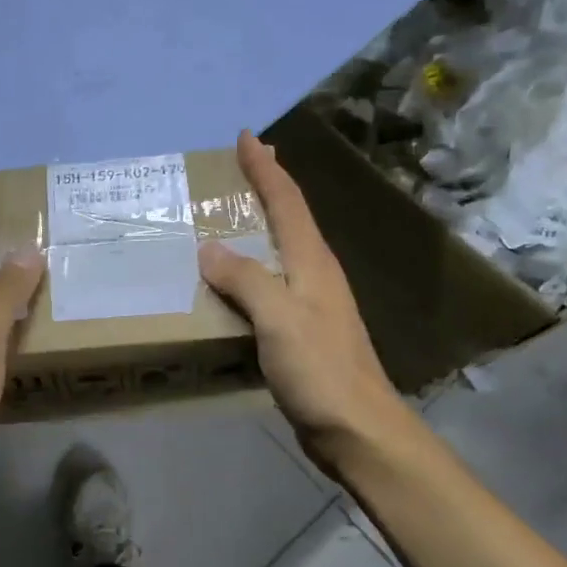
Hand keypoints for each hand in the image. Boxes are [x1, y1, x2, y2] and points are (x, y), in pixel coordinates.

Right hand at [199, 130, 407, 472]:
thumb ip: (244, 279)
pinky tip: (231, 282)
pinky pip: (270, 285)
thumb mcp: (278, 318)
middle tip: (240, 168)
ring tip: (227, 219)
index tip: (246, 137)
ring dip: (258, 228)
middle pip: (290, 219)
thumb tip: (209, 248)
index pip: (287, 201)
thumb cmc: (320, 369)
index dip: (266, 168)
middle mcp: (315, 274)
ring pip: (280, 251)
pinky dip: (249, 270)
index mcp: (312, 262)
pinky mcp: (302, 332)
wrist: (357, 429)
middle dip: (267, 188)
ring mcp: (311, 304)